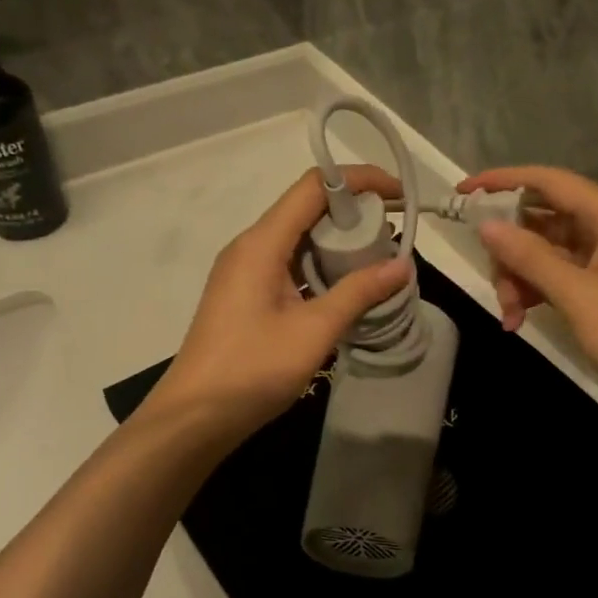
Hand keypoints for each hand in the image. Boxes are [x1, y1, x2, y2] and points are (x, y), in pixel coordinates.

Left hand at [141, 166, 411, 444]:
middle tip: (395, 233)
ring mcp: (245, 271)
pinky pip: (289, 265)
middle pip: (306, 208)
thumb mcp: (314, 331)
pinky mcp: (246, 295)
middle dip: (353, 212)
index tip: (397, 195)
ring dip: (338, 242)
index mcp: (261, 243)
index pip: (313, 187)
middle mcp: (250, 246)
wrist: (194, 417)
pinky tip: (346, 288)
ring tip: (379, 260)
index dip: (359, 180)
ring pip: (298, 239)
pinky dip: (320, 267)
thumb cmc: (252, 369)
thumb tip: (403, 265)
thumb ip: (359, 292)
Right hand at [459, 166, 597, 407]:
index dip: (503, 181)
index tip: (462, 192)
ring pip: (547, 251)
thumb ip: (530, 258)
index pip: (549, 182)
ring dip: (520, 277)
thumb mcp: (578, 296)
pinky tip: (519, 320)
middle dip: (511, 250)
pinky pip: (560, 276)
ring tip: (509, 316)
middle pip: (543, 219)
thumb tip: (487, 226)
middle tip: (496, 286)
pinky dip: (537, 292)